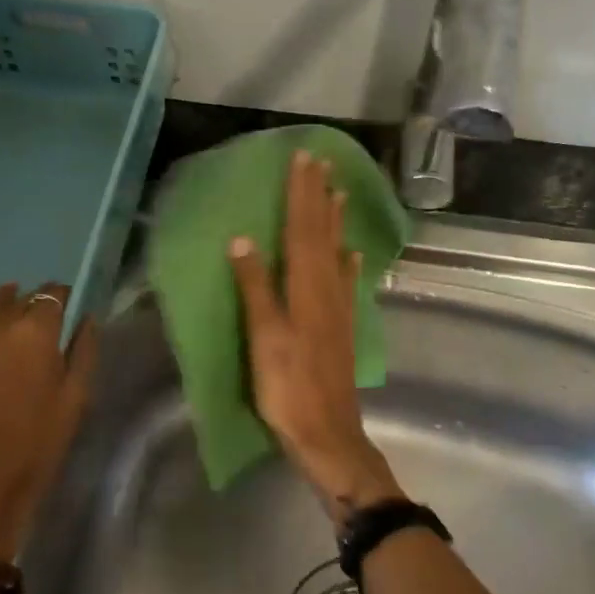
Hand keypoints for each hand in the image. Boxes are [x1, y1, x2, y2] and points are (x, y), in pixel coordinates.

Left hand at [0, 283, 98, 560]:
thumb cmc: (34, 450)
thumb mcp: (74, 401)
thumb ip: (83, 351)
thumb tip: (85, 317)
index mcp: (34, 333)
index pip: (51, 295)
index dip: (59, 297)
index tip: (63, 305)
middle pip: (14, 301)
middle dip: (27, 307)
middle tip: (33, 325)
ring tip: (1, 316)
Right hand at [229, 150, 400, 527]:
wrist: (327, 434)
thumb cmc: (287, 387)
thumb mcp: (264, 338)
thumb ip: (254, 289)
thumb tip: (242, 241)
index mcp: (304, 287)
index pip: (302, 229)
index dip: (302, 193)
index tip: (304, 159)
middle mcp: (325, 289)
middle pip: (322, 233)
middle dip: (320, 196)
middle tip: (322, 162)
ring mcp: (338, 308)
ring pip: (337, 252)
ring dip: (336, 220)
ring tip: (339, 192)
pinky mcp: (343, 326)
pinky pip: (346, 281)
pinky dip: (348, 261)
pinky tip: (353, 252)